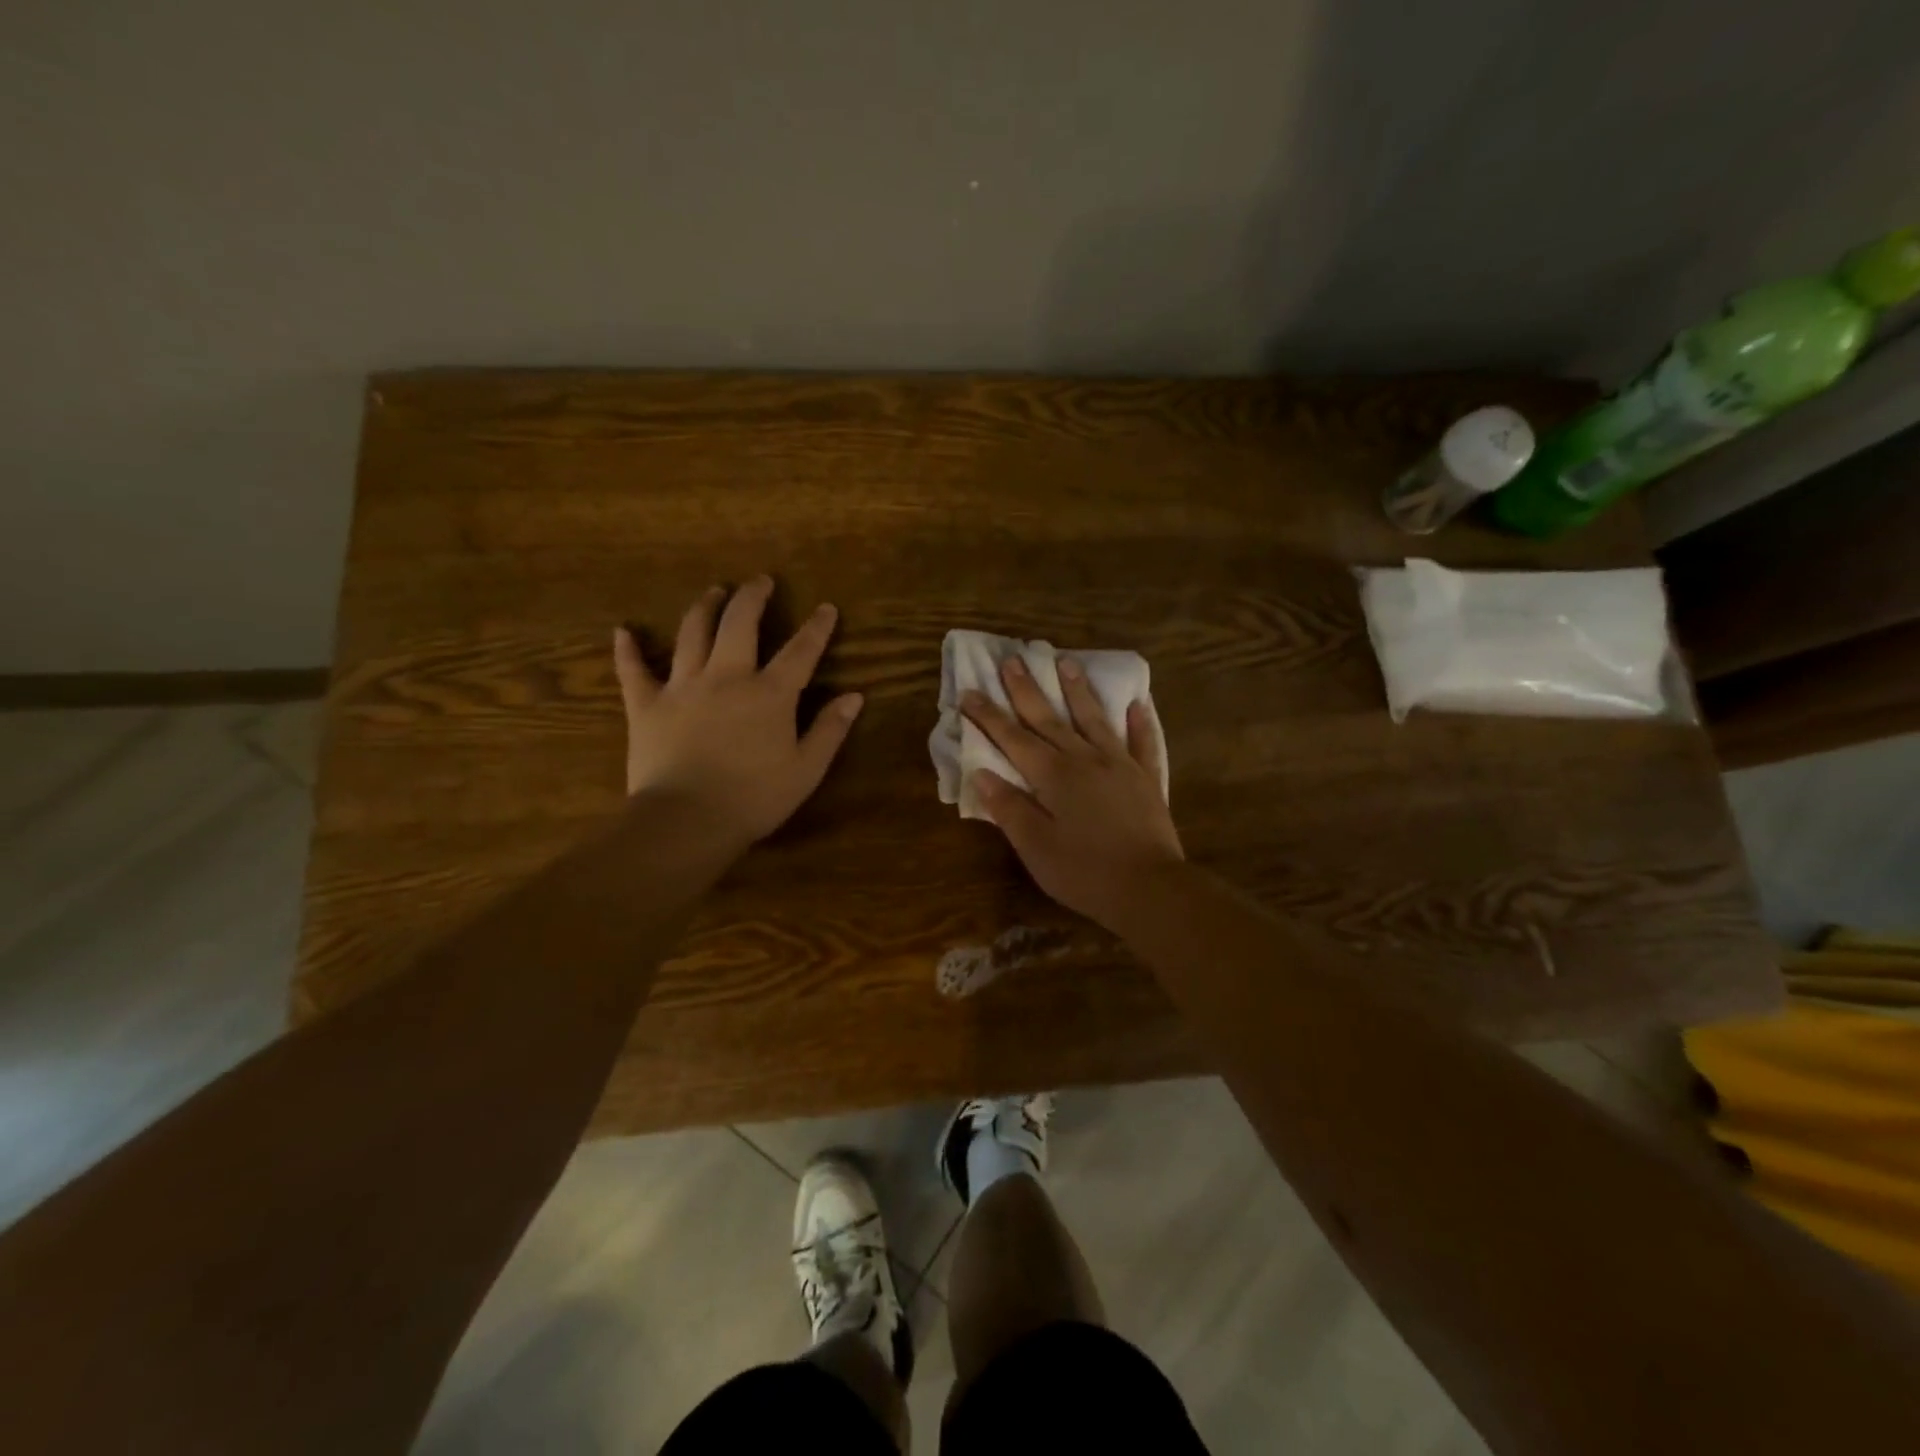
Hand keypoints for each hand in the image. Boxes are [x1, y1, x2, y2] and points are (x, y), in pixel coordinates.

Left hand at [614, 577, 862, 846]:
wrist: (687, 820)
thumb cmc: (754, 799)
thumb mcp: (806, 770)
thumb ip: (829, 730)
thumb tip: (855, 697)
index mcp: (769, 694)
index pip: (800, 651)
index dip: (816, 628)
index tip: (825, 608)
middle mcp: (727, 677)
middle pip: (740, 623)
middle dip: (752, 597)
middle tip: (760, 581)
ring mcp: (683, 686)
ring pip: (692, 633)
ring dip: (704, 607)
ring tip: (713, 592)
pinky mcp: (647, 705)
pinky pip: (634, 670)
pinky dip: (628, 649)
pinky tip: (623, 631)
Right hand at [961, 655, 1182, 929]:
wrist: (1150, 889)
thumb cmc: (1084, 872)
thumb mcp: (1035, 847)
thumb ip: (1009, 808)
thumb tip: (982, 774)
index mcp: (1053, 776)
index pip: (1012, 738)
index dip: (988, 716)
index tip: (969, 692)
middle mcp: (1084, 759)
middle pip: (1049, 718)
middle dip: (1026, 689)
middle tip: (1012, 659)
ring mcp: (1119, 765)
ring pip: (1093, 719)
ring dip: (1077, 690)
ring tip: (1065, 662)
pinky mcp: (1146, 779)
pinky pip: (1142, 742)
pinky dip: (1139, 722)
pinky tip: (1136, 704)